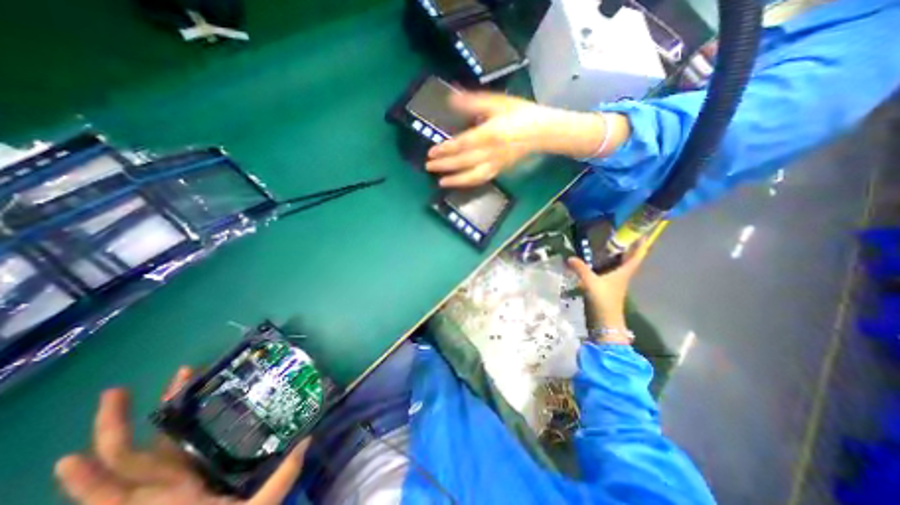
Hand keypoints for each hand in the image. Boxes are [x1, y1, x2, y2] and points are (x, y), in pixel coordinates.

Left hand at [56, 366, 310, 504]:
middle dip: (113, 428)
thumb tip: (307, 440)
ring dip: (143, 415)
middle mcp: (158, 488)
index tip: (70, 457)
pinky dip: (166, 421)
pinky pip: (166, 443)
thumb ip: (280, 480)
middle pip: (121, 462)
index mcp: (168, 502)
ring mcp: (170, 475)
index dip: (89, 481)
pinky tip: (181, 400)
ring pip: (145, 445)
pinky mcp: (184, 466)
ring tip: (162, 381)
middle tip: (118, 391)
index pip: (118, 494)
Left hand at [424, 90, 626, 186]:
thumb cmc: (520, 114)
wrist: (541, 132)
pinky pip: (482, 179)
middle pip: (464, 161)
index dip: (446, 149)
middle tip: (428, 166)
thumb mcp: (497, 102)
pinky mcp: (499, 171)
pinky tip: (458, 183)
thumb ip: (473, 102)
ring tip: (440, 182)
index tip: (431, 151)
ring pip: (472, 176)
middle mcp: (491, 152)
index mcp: (490, 134)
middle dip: (445, 165)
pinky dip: (468, 183)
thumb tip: (450, 99)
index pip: (463, 144)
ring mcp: (495, 164)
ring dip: (455, 180)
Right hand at [565, 241, 649, 342]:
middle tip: (618, 233)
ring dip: (615, 254)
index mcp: (624, 272)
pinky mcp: (608, 286)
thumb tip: (569, 257)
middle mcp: (622, 274)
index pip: (636, 255)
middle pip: (628, 258)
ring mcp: (616, 281)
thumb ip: (581, 269)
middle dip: (626, 246)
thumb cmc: (604, 300)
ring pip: (618, 264)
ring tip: (606, 243)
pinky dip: (605, 263)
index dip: (640, 244)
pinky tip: (595, 260)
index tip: (641, 232)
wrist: (605, 321)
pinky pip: (609, 270)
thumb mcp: (591, 283)